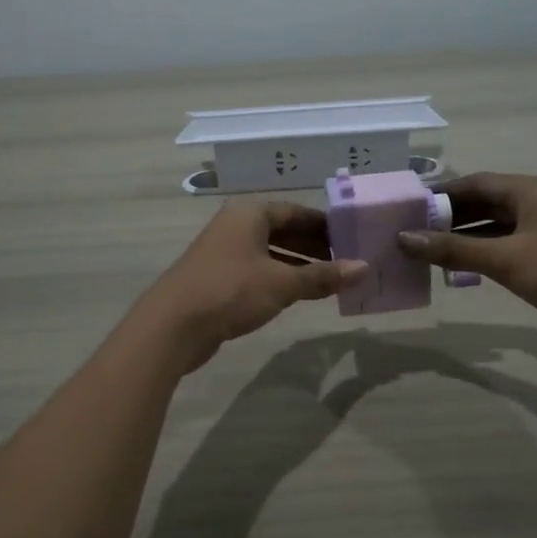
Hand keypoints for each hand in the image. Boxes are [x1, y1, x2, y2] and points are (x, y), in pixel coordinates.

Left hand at [136, 202, 367, 371]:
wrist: (173, 325)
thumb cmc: (231, 291)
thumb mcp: (283, 283)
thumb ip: (322, 275)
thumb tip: (364, 268)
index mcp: (250, 214)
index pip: (296, 212)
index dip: (325, 225)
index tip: (351, 240)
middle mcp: (235, 226)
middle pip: (283, 230)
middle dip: (313, 246)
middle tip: (345, 263)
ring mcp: (223, 252)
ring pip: (269, 252)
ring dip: (298, 265)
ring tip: (328, 281)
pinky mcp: (217, 278)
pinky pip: (257, 270)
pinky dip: (279, 278)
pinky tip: (297, 294)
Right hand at [397, 173, 536, 350]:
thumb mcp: (506, 260)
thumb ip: (454, 250)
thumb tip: (404, 238)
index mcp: (530, 191)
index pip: (475, 183)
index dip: (441, 194)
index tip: (408, 209)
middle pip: (485, 203)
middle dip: (450, 217)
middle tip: (412, 234)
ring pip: (496, 227)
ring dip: (466, 238)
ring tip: (428, 253)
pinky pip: (509, 248)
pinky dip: (485, 255)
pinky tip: (462, 271)